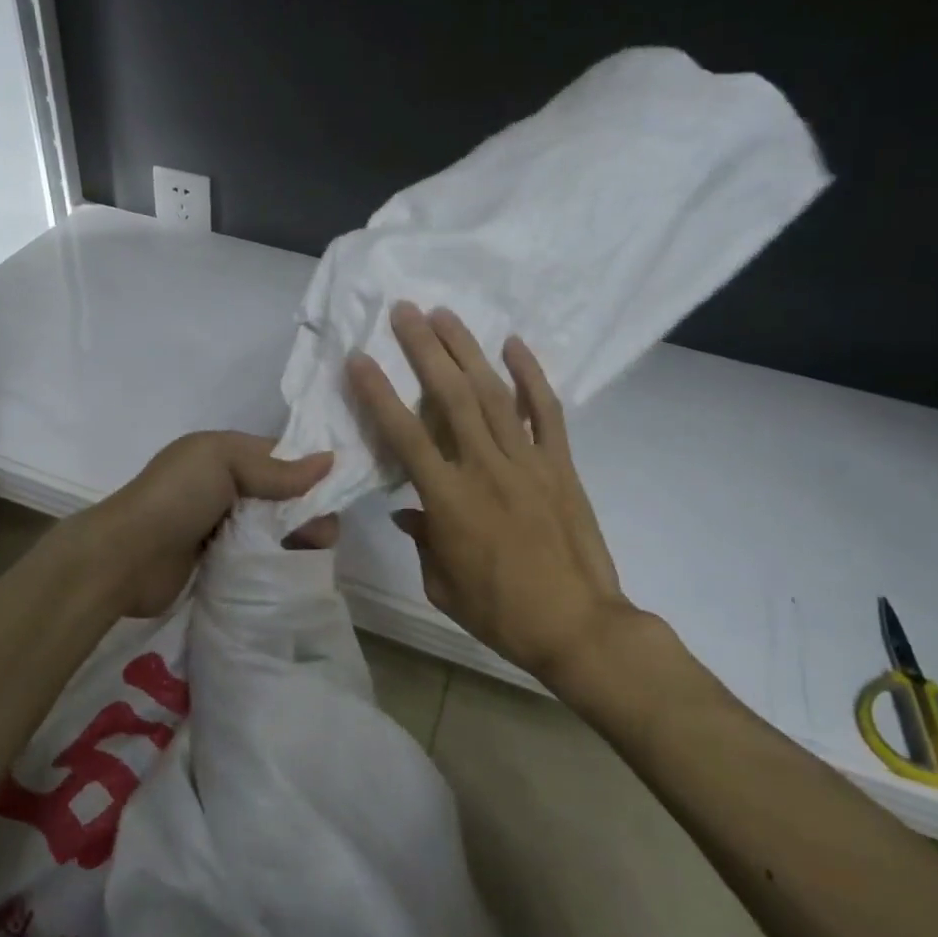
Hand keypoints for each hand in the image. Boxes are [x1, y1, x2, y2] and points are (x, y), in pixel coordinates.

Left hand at [84, 431, 336, 617]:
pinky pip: (258, 556)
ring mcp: (220, 526)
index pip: (281, 457)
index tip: (336, 496)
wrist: (125, 558)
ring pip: (273, 528)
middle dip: (307, 511)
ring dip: (295, 538)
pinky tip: (290, 570)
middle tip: (320, 537)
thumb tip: (331, 461)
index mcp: (224, 454)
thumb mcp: (222, 463)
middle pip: (282, 496)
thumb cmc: (174, 499)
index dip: (310, 473)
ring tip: (309, 555)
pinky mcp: (219, 561)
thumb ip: (275, 468)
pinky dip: (276, 560)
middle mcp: (224, 486)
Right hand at [346, 303, 640, 687]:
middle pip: (450, 397)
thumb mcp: (441, 584)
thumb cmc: (499, 612)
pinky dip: (531, 376)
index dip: (379, 394)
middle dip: (424, 349)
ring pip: (493, 394)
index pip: (405, 435)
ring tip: (445, 314)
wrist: (577, 625)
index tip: (360, 359)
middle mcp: (485, 468)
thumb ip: (422, 540)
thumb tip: (409, 511)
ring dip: (467, 350)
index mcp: (449, 500)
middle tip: (405, 310)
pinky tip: (514, 345)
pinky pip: (546, 412)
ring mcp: (528, 462)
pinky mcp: (561, 466)